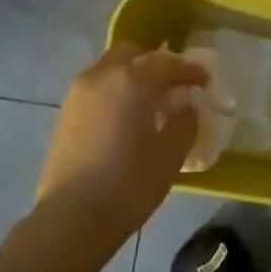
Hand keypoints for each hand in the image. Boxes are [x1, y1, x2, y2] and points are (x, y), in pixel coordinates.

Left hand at [35, 44, 206, 247]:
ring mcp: (78, 93)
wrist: (71, 217)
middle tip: (173, 86)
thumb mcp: (170, 155)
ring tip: (149, 103)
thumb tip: (185, 107)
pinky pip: (96, 88)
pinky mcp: (64, 114)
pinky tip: (125, 118)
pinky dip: (114, 92)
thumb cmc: (128, 184)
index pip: (167, 63)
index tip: (205, 81)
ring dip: (132, 77)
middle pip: (132, 54)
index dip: (190, 70)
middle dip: (155, 64)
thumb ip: (184, 122)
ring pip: (110, 69)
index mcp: (131, 81)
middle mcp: (102, 76)